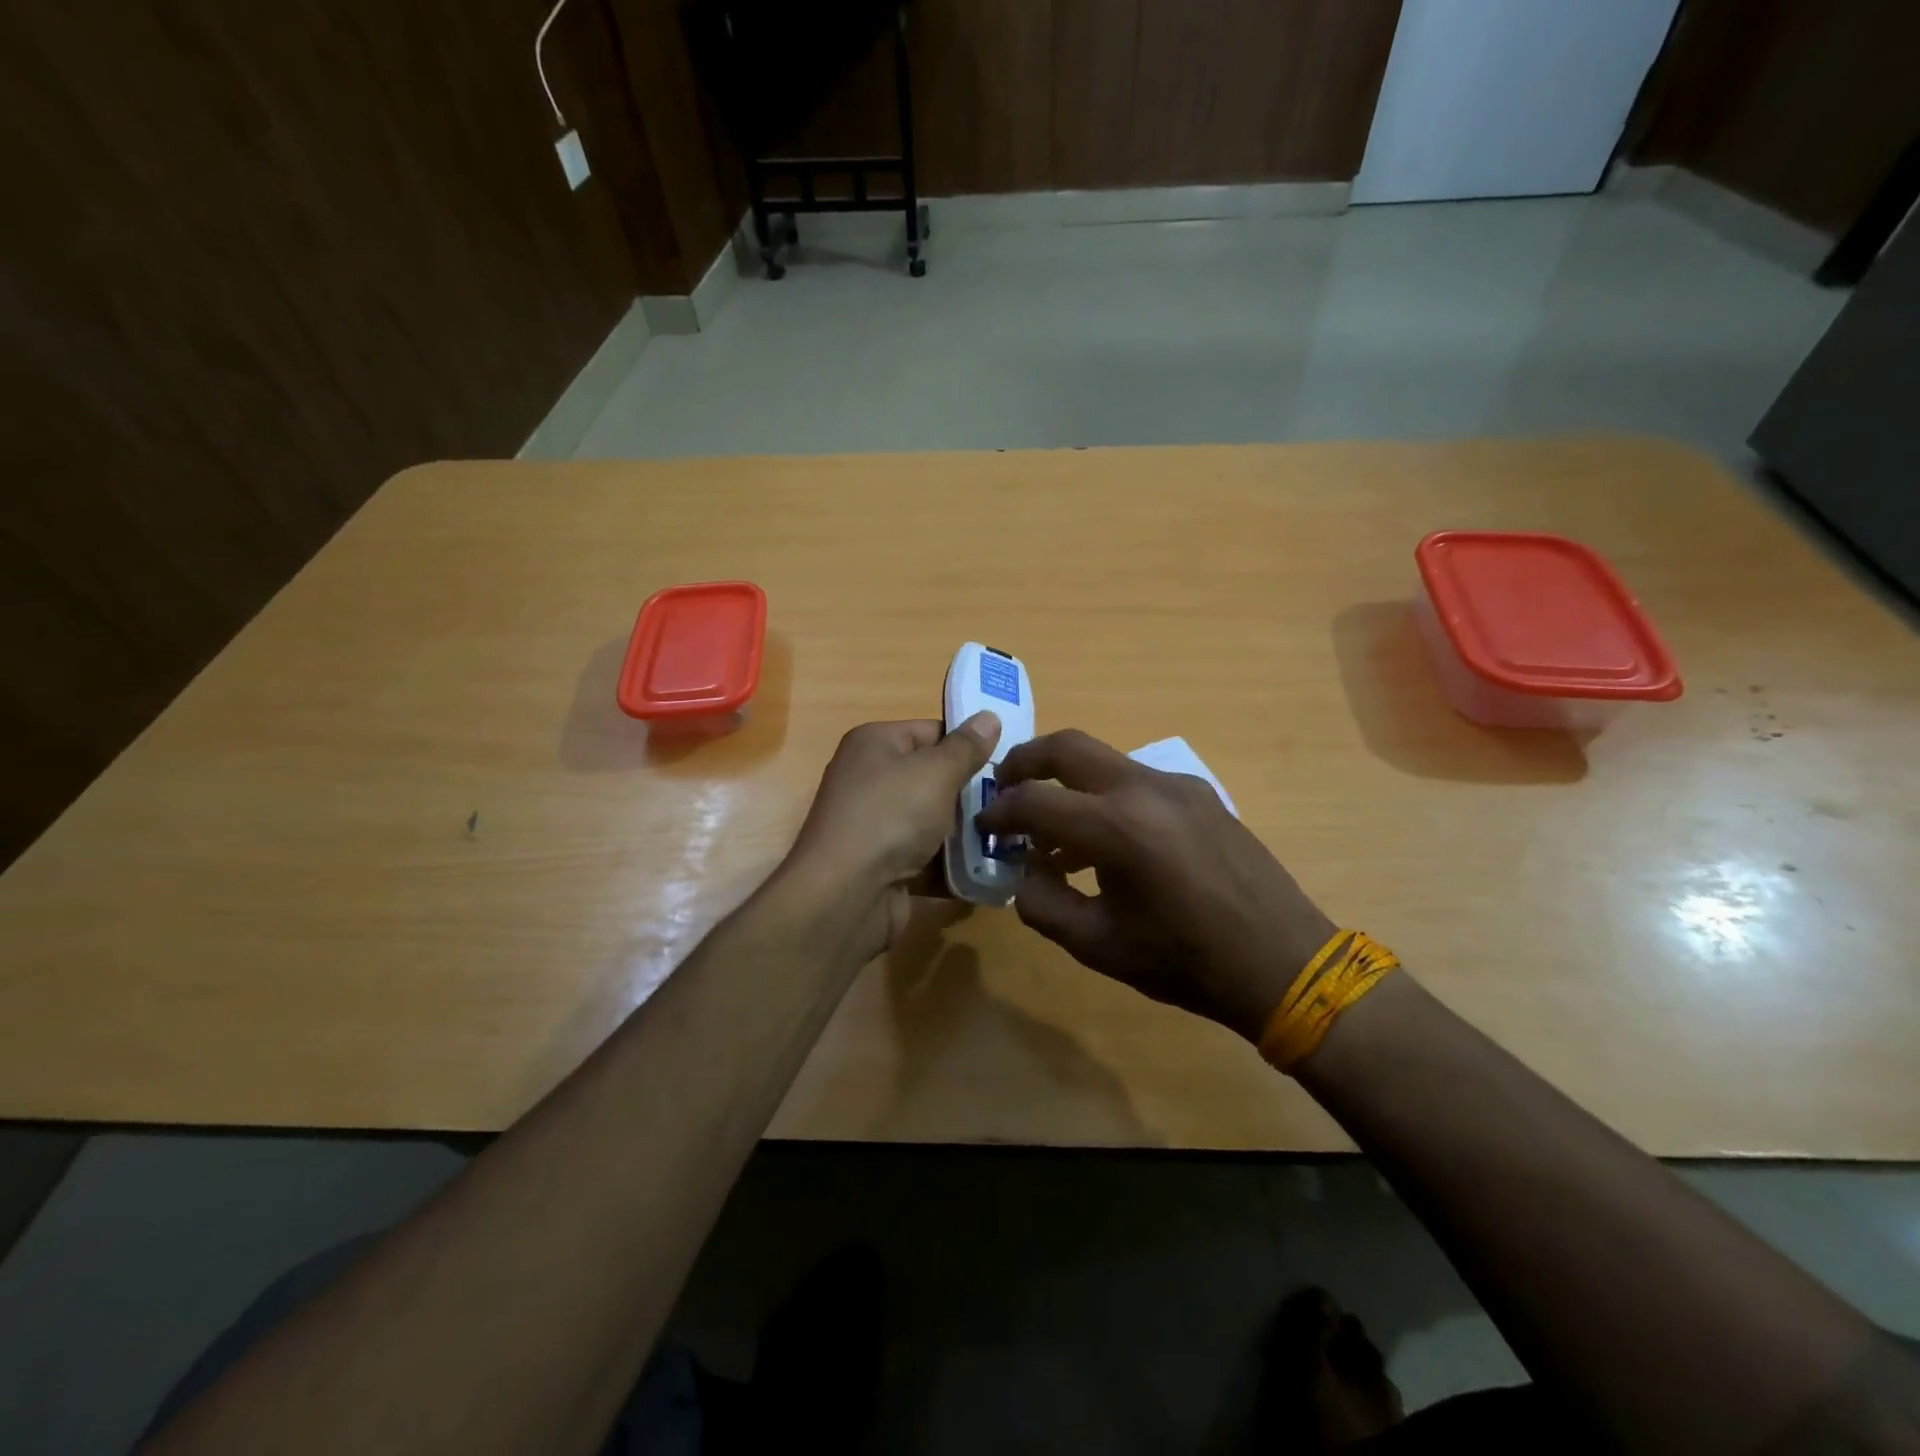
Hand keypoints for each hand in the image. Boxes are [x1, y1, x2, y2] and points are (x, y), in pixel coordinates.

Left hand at [780, 713, 999, 960]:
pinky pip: (928, 859)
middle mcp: (871, 780)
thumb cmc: (890, 816)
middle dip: (973, 792)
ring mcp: (876, 826)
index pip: (931, 732)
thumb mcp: (936, 771)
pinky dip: (955, 865)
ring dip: (968, 832)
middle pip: (934, 778)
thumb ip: (967, 747)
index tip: (1009, 761)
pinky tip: (993, 869)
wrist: (846, 895)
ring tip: (1014, 835)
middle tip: (1016, 801)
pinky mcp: (885, 867)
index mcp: (875, 744)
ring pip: (934, 822)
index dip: (969, 744)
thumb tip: (989, 716)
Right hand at [976, 729, 1336, 1041]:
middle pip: (1067, 746)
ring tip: (1055, 833)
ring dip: (1068, 783)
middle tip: (1005, 788)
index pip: (1034, 800)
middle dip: (1026, 761)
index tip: (984, 827)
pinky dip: (1106, 797)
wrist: (1284, 962)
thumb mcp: (1098, 946)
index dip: (999, 812)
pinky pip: (1137, 781)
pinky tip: (1109, 843)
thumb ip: (1043, 905)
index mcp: (1117, 827)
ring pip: (1104, 761)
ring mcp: (1178, 785)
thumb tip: (1022, 873)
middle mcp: (1145, 788)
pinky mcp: (1201, 794)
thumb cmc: (1186, 961)